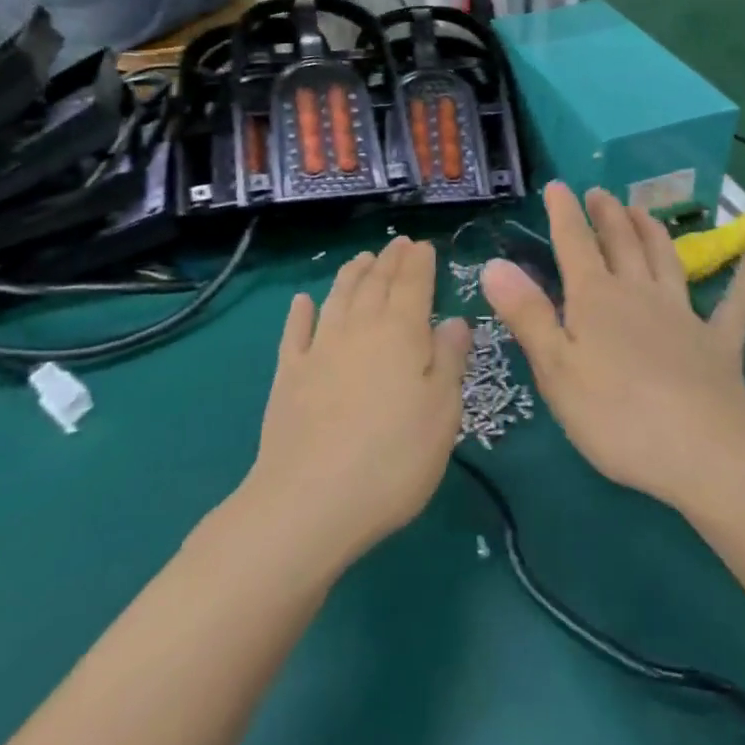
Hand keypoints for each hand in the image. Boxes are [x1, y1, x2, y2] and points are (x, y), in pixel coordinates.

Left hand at [246, 237, 470, 567]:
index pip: (413, 284)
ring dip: (352, 274)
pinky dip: (301, 312)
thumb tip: (455, 320)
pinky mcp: (289, 375)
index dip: (419, 262)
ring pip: (338, 297)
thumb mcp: (442, 412)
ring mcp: (320, 349)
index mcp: (401, 332)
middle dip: (389, 260)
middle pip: (376, 283)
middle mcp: (360, 328)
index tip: (424, 245)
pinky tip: (303, 301)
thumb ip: (449, 360)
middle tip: (397, 244)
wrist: (310, 501)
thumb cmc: (394, 458)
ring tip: (362, 259)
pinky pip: (296, 332)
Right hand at [482, 183, 744, 510]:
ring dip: (653, 231)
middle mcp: (638, 293)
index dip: (563, 213)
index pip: (574, 244)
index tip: (557, 186)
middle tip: (599, 192)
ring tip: (642, 210)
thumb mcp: (556, 369)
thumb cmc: (616, 415)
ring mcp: (683, 314)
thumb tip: (494, 265)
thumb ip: (527, 314)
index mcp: (595, 298)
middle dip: (607, 214)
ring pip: (666, 259)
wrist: (704, 450)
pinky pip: (736, 302)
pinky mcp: (719, 342)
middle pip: (621, 243)